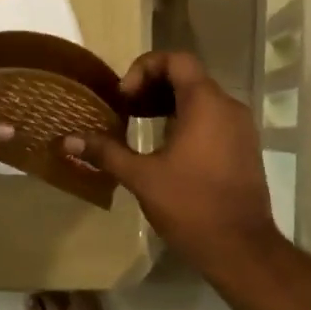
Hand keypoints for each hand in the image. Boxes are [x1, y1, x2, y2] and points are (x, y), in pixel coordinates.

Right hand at [66, 51, 278, 267]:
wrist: (242, 250)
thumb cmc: (191, 206)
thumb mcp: (142, 177)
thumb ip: (106, 152)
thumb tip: (67, 140)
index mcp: (206, 103)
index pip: (176, 60)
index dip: (145, 68)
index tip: (125, 97)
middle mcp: (228, 106)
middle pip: (187, 76)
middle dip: (152, 86)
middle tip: (125, 109)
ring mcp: (240, 128)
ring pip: (201, 98)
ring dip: (168, 104)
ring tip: (139, 124)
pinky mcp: (244, 147)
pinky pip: (213, 118)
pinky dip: (187, 120)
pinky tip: (165, 147)